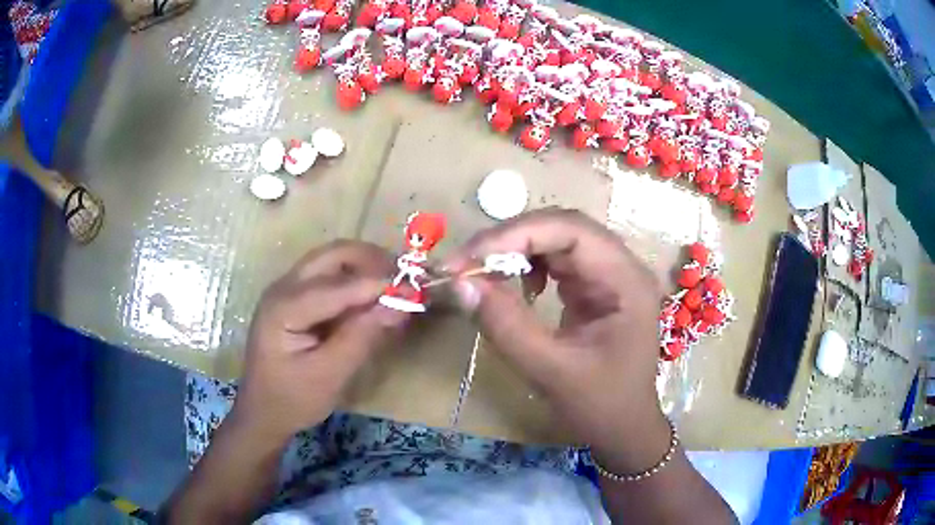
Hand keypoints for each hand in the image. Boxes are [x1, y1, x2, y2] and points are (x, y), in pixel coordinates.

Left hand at [232, 241, 406, 444]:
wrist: (262, 412)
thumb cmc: (292, 399)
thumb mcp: (329, 375)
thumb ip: (362, 337)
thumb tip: (399, 305)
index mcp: (283, 307)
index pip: (337, 285)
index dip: (378, 284)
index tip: (416, 289)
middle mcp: (283, 287)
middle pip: (333, 255)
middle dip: (373, 261)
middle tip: (406, 279)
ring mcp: (288, 289)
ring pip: (333, 260)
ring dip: (366, 267)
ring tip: (396, 287)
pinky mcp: (296, 298)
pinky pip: (330, 276)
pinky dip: (356, 281)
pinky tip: (374, 298)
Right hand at [446, 209, 670, 473]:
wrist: (623, 428)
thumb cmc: (599, 406)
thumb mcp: (550, 370)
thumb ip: (506, 325)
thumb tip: (461, 283)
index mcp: (626, 281)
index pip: (572, 230)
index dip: (517, 234)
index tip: (469, 258)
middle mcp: (621, 266)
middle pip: (563, 227)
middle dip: (511, 239)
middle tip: (465, 263)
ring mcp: (608, 274)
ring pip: (556, 239)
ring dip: (515, 249)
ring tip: (481, 272)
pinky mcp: (594, 286)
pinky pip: (556, 259)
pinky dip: (526, 265)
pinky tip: (514, 284)